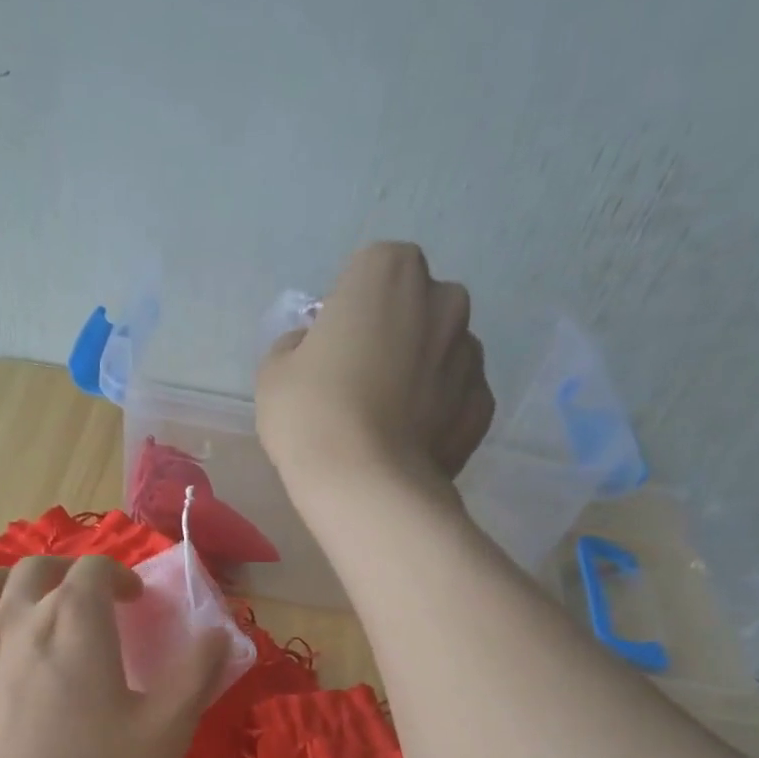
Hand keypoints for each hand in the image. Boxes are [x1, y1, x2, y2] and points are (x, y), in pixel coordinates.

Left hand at [0, 556, 231, 757]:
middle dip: (66, 572)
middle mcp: (17, 621)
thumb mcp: (167, 730)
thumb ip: (197, 674)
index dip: (120, 575)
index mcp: (74, 620)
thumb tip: (220, 633)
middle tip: (87, 598)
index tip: (136, 600)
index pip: (96, 570)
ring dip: (0, 583)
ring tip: (19, 600)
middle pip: (35, 569)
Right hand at [257, 241, 492, 504]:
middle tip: (358, 382)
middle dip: (393, 333)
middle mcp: (444, 299)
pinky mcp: (483, 405)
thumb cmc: (312, 413)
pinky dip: (438, 413)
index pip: (369, 272)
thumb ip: (296, 346)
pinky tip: (409, 444)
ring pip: (440, 352)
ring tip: (385, 421)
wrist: (365, 486)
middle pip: (414, 307)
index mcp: (390, 271)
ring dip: (419, 372)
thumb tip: (312, 350)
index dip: (348, 310)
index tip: (331, 348)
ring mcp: (471, 354)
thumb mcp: (275, 371)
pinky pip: (456, 399)